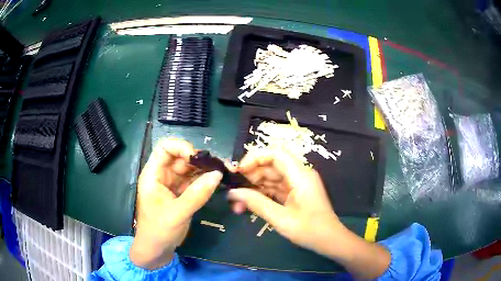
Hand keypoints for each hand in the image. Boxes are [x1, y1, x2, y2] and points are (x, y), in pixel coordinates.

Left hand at [130, 138, 222, 268]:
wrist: (156, 250)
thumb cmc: (159, 230)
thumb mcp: (177, 213)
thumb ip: (197, 194)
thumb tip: (218, 174)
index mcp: (153, 175)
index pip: (164, 148)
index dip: (181, 147)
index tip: (198, 158)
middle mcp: (162, 175)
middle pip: (180, 157)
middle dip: (198, 159)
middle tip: (219, 166)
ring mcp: (172, 185)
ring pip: (189, 169)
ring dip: (205, 169)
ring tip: (223, 172)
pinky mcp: (181, 195)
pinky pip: (194, 182)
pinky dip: (205, 181)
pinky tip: (217, 182)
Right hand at [228, 148, 342, 253]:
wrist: (329, 241)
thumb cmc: (309, 230)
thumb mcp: (280, 219)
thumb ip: (256, 203)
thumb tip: (233, 193)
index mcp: (300, 175)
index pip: (275, 153)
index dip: (254, 158)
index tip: (238, 172)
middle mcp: (299, 174)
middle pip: (270, 165)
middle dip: (250, 177)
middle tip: (234, 192)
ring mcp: (296, 184)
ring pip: (270, 178)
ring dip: (253, 188)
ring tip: (237, 204)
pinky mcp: (294, 193)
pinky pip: (274, 188)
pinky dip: (261, 195)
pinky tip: (248, 205)